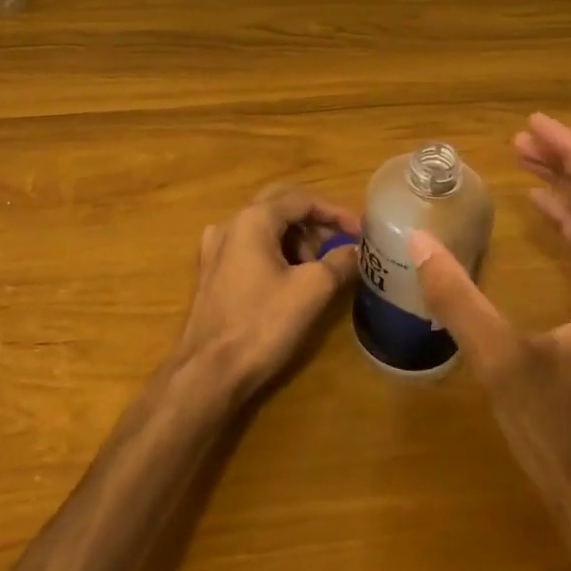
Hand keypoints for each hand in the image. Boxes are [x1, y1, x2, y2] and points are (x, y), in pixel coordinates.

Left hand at [176, 185, 361, 399]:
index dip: (336, 212)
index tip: (361, 232)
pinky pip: (249, 246)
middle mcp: (229, 224)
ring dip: (295, 238)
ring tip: (319, 266)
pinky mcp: (212, 271)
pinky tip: (291, 277)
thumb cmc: (262, 324)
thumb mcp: (312, 290)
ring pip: (264, 226)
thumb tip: (357, 250)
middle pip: (280, 205)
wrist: (209, 371)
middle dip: (314, 221)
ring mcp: (215, 248)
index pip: (302, 199)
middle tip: (341, 242)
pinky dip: (275, 251)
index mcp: (252, 219)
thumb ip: (340, 262)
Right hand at [409, 113, 570, 510]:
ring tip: (523, 163)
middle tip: (519, 139)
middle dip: (567, 162)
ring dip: (567, 189)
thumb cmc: (559, 428)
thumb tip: (418, 239)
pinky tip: (541, 214)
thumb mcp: (501, 361)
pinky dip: (569, 222)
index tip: (532, 126)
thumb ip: (459, 298)